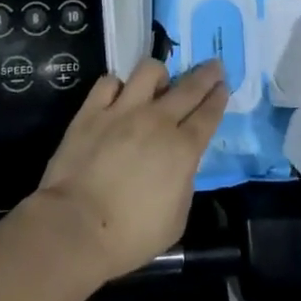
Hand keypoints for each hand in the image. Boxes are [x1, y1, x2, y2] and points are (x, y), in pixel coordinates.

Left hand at [31, 58, 226, 282]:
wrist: (77, 226)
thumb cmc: (131, 234)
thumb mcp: (176, 218)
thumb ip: (182, 182)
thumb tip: (178, 165)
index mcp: (183, 149)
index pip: (208, 115)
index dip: (218, 98)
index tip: (223, 85)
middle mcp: (157, 121)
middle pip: (188, 88)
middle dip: (205, 75)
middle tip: (213, 65)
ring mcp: (122, 110)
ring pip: (148, 71)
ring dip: (159, 74)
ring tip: (159, 82)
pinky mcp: (91, 110)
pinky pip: (108, 82)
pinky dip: (117, 85)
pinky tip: (118, 94)